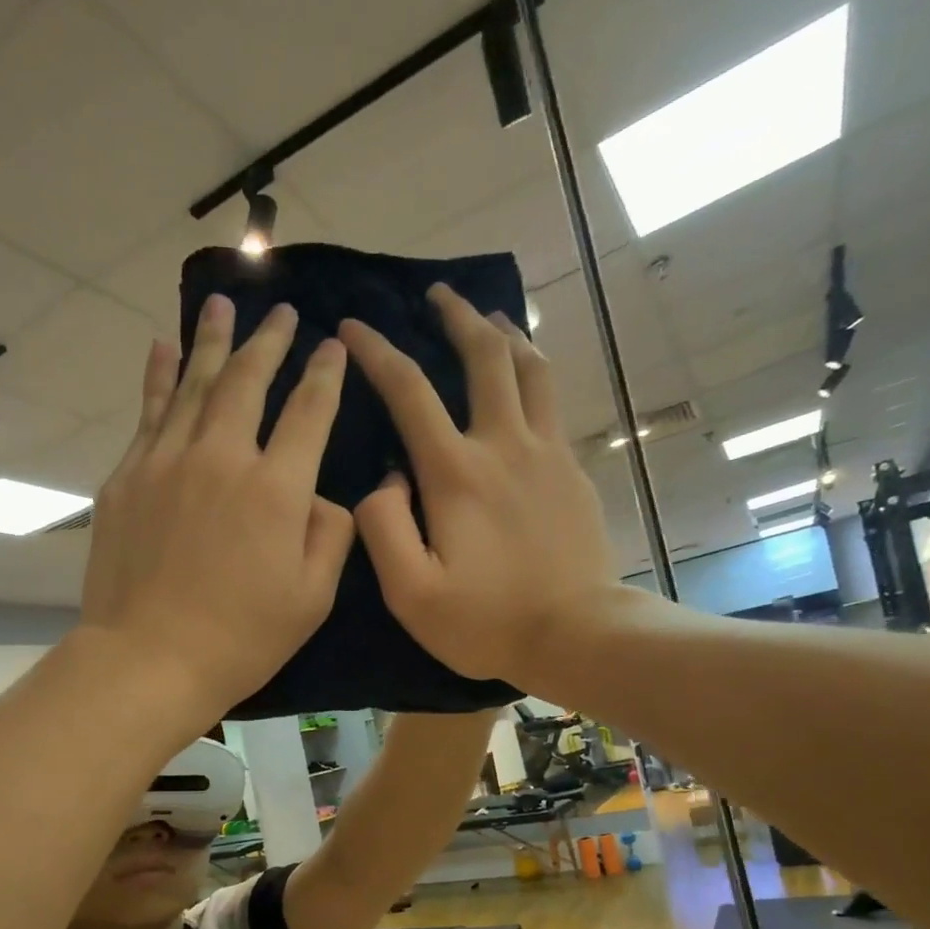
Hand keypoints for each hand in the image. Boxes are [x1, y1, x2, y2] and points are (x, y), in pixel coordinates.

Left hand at [80, 295, 353, 717]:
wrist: (149, 659)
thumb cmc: (241, 638)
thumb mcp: (312, 598)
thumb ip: (330, 536)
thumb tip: (321, 496)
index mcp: (276, 490)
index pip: (308, 413)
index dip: (324, 376)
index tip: (333, 347)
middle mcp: (221, 459)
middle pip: (247, 383)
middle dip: (269, 342)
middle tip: (280, 311)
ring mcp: (166, 463)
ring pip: (193, 385)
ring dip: (212, 342)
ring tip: (221, 304)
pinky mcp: (127, 479)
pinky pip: (147, 413)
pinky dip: (157, 376)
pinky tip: (161, 348)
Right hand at [339, 283, 619, 688]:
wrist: (575, 634)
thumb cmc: (485, 621)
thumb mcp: (410, 592)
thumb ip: (383, 527)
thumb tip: (386, 479)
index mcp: (456, 473)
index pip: (410, 392)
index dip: (377, 353)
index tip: (353, 328)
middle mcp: (504, 445)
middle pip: (484, 357)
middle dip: (457, 317)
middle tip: (438, 295)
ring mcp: (546, 454)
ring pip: (530, 369)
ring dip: (505, 334)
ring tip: (488, 318)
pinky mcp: (573, 472)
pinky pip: (552, 404)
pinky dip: (533, 376)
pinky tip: (525, 381)